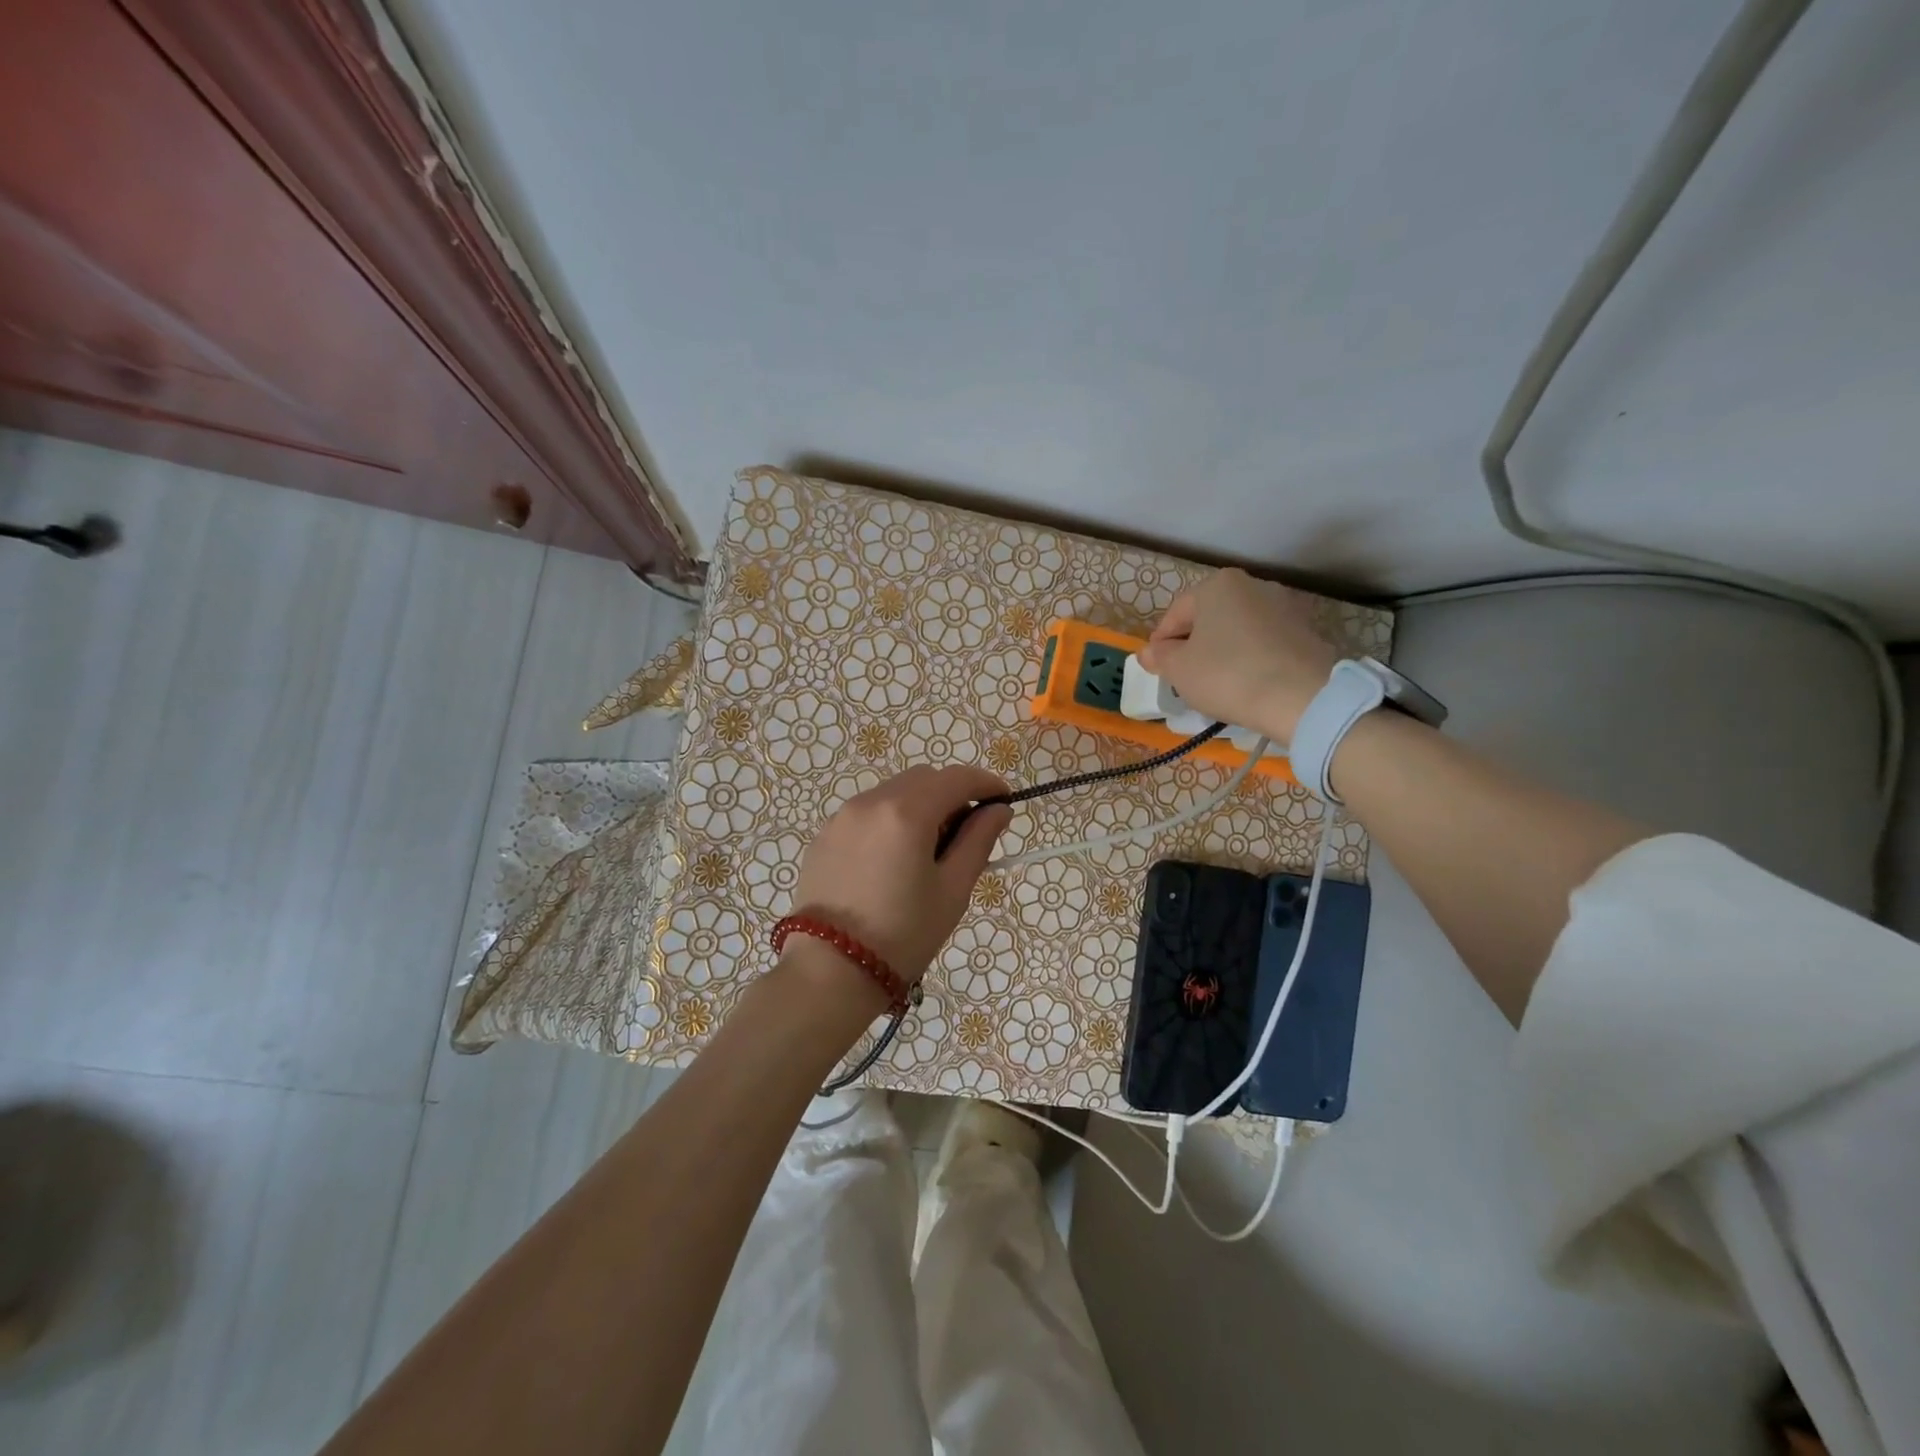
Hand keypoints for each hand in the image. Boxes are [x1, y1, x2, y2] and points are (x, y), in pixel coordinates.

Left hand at [790, 766, 1012, 984]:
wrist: (828, 972)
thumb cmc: (903, 935)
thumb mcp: (952, 890)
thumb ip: (978, 841)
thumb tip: (998, 810)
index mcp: (906, 812)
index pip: (956, 778)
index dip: (985, 784)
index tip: (1004, 800)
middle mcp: (870, 802)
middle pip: (923, 779)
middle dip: (951, 794)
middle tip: (966, 833)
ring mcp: (841, 817)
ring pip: (892, 793)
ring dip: (919, 806)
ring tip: (928, 851)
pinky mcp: (823, 837)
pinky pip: (867, 813)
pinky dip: (890, 820)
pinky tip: (892, 861)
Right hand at [1136, 568, 1338, 743]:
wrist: (1302, 698)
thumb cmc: (1228, 675)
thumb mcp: (1179, 669)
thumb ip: (1159, 657)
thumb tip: (1149, 652)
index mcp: (1217, 585)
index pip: (1175, 615)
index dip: (1160, 645)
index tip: (1158, 670)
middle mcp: (1252, 586)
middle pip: (1208, 618)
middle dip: (1193, 645)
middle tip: (1185, 678)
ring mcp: (1284, 606)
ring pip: (1237, 630)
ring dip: (1222, 652)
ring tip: (1217, 684)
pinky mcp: (1305, 631)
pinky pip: (1264, 643)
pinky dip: (1250, 659)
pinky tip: (1247, 684)